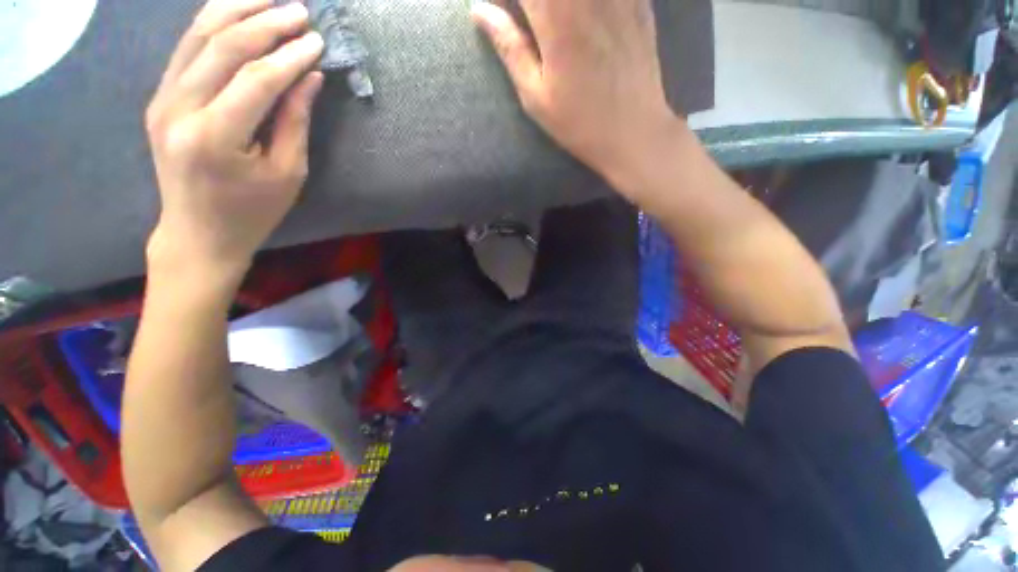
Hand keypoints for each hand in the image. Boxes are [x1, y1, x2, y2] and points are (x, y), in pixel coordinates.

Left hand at [145, 0, 324, 280]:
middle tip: (300, 11)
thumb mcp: (287, 174)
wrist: (197, 233)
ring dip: (236, 11)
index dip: (290, 56)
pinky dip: (213, 25)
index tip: (317, 41)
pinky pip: (186, 49)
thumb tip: (308, 77)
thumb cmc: (252, 212)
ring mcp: (162, 100)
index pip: (257, 79)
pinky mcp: (160, 98)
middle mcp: (179, 109)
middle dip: (265, 22)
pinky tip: (238, 15)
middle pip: (223, 47)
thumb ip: (295, 121)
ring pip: (197, 36)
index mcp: (215, 136)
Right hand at [472, 0, 683, 192]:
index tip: (497, 8)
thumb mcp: (536, 96)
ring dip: (555, 6)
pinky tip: (581, 20)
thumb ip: (509, 47)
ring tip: (548, 23)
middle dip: (533, 2)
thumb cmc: (579, 122)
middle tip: (528, 20)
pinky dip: (588, 5)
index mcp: (556, 15)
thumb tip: (479, 10)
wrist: (633, 131)